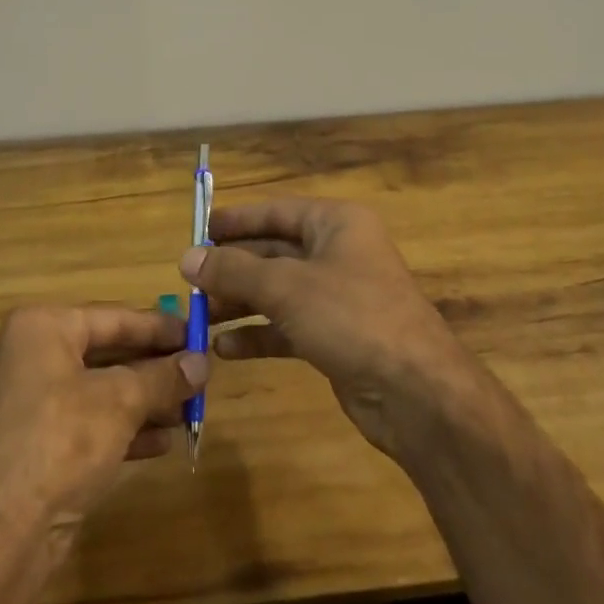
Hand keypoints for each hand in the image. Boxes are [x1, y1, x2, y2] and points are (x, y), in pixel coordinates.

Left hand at [0, 305, 208, 543]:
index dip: (161, 327)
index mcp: (42, 328)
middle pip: (108, 353)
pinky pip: (89, 424)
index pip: (114, 318)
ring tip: (191, 410)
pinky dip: (124, 429)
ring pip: (101, 391)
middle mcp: (31, 357)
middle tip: (201, 375)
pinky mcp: (35, 446)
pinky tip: (164, 442)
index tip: (200, 333)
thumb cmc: (59, 442)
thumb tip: (201, 361)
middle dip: (155, 368)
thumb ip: (163, 377)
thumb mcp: (120, 402)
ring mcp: (30, 404)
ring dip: (146, 401)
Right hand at [181, 198, 478, 459]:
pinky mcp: (336, 337)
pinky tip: (225, 349)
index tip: (197, 231)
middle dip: (232, 268)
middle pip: (273, 252)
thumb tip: (187, 258)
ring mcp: (338, 297)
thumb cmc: (352, 317)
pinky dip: (258, 334)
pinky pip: (287, 326)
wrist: (416, 392)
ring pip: (277, 292)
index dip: (236, 221)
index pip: (276, 212)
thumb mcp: (287, 287)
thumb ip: (234, 271)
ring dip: (239, 303)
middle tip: (188, 282)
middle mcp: (338, 253)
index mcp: (336, 224)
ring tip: (198, 317)